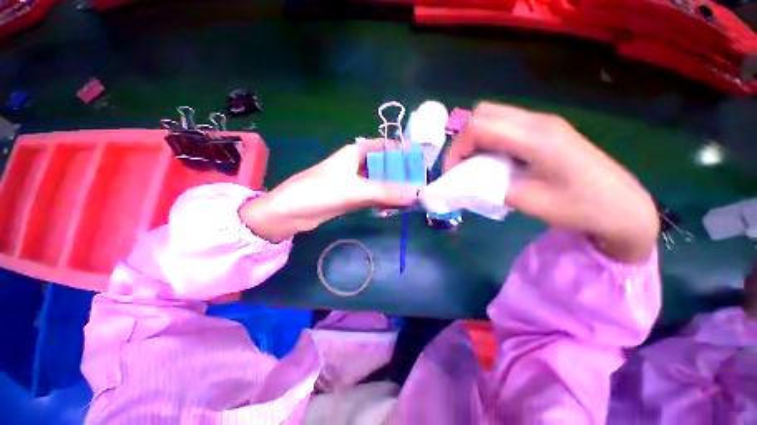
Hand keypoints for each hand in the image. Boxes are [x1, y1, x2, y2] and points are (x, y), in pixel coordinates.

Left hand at [240, 139, 419, 241]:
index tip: (420, 160)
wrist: (289, 214)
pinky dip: (384, 200)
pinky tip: (396, 206)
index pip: (384, 146)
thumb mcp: (355, 189)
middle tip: (421, 183)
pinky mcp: (351, 197)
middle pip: (383, 165)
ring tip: (413, 196)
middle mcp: (355, 165)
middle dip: (401, 173)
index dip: (402, 150)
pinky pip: (373, 195)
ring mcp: (353, 182)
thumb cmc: (319, 192)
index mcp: (355, 153)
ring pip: (379, 181)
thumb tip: (416, 193)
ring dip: (393, 188)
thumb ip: (386, 191)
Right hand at [445, 102, 658, 262]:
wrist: (621, 206)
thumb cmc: (578, 207)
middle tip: (461, 166)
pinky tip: (494, 160)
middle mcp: (537, 121)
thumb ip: (489, 187)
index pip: (479, 126)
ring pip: (493, 116)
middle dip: (463, 140)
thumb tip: (463, 181)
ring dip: (475, 138)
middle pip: (483, 113)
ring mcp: (543, 122)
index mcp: (535, 138)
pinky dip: (489, 140)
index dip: (457, 148)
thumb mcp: (527, 202)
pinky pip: (505, 125)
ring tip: (474, 164)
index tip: (452, 172)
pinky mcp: (545, 129)